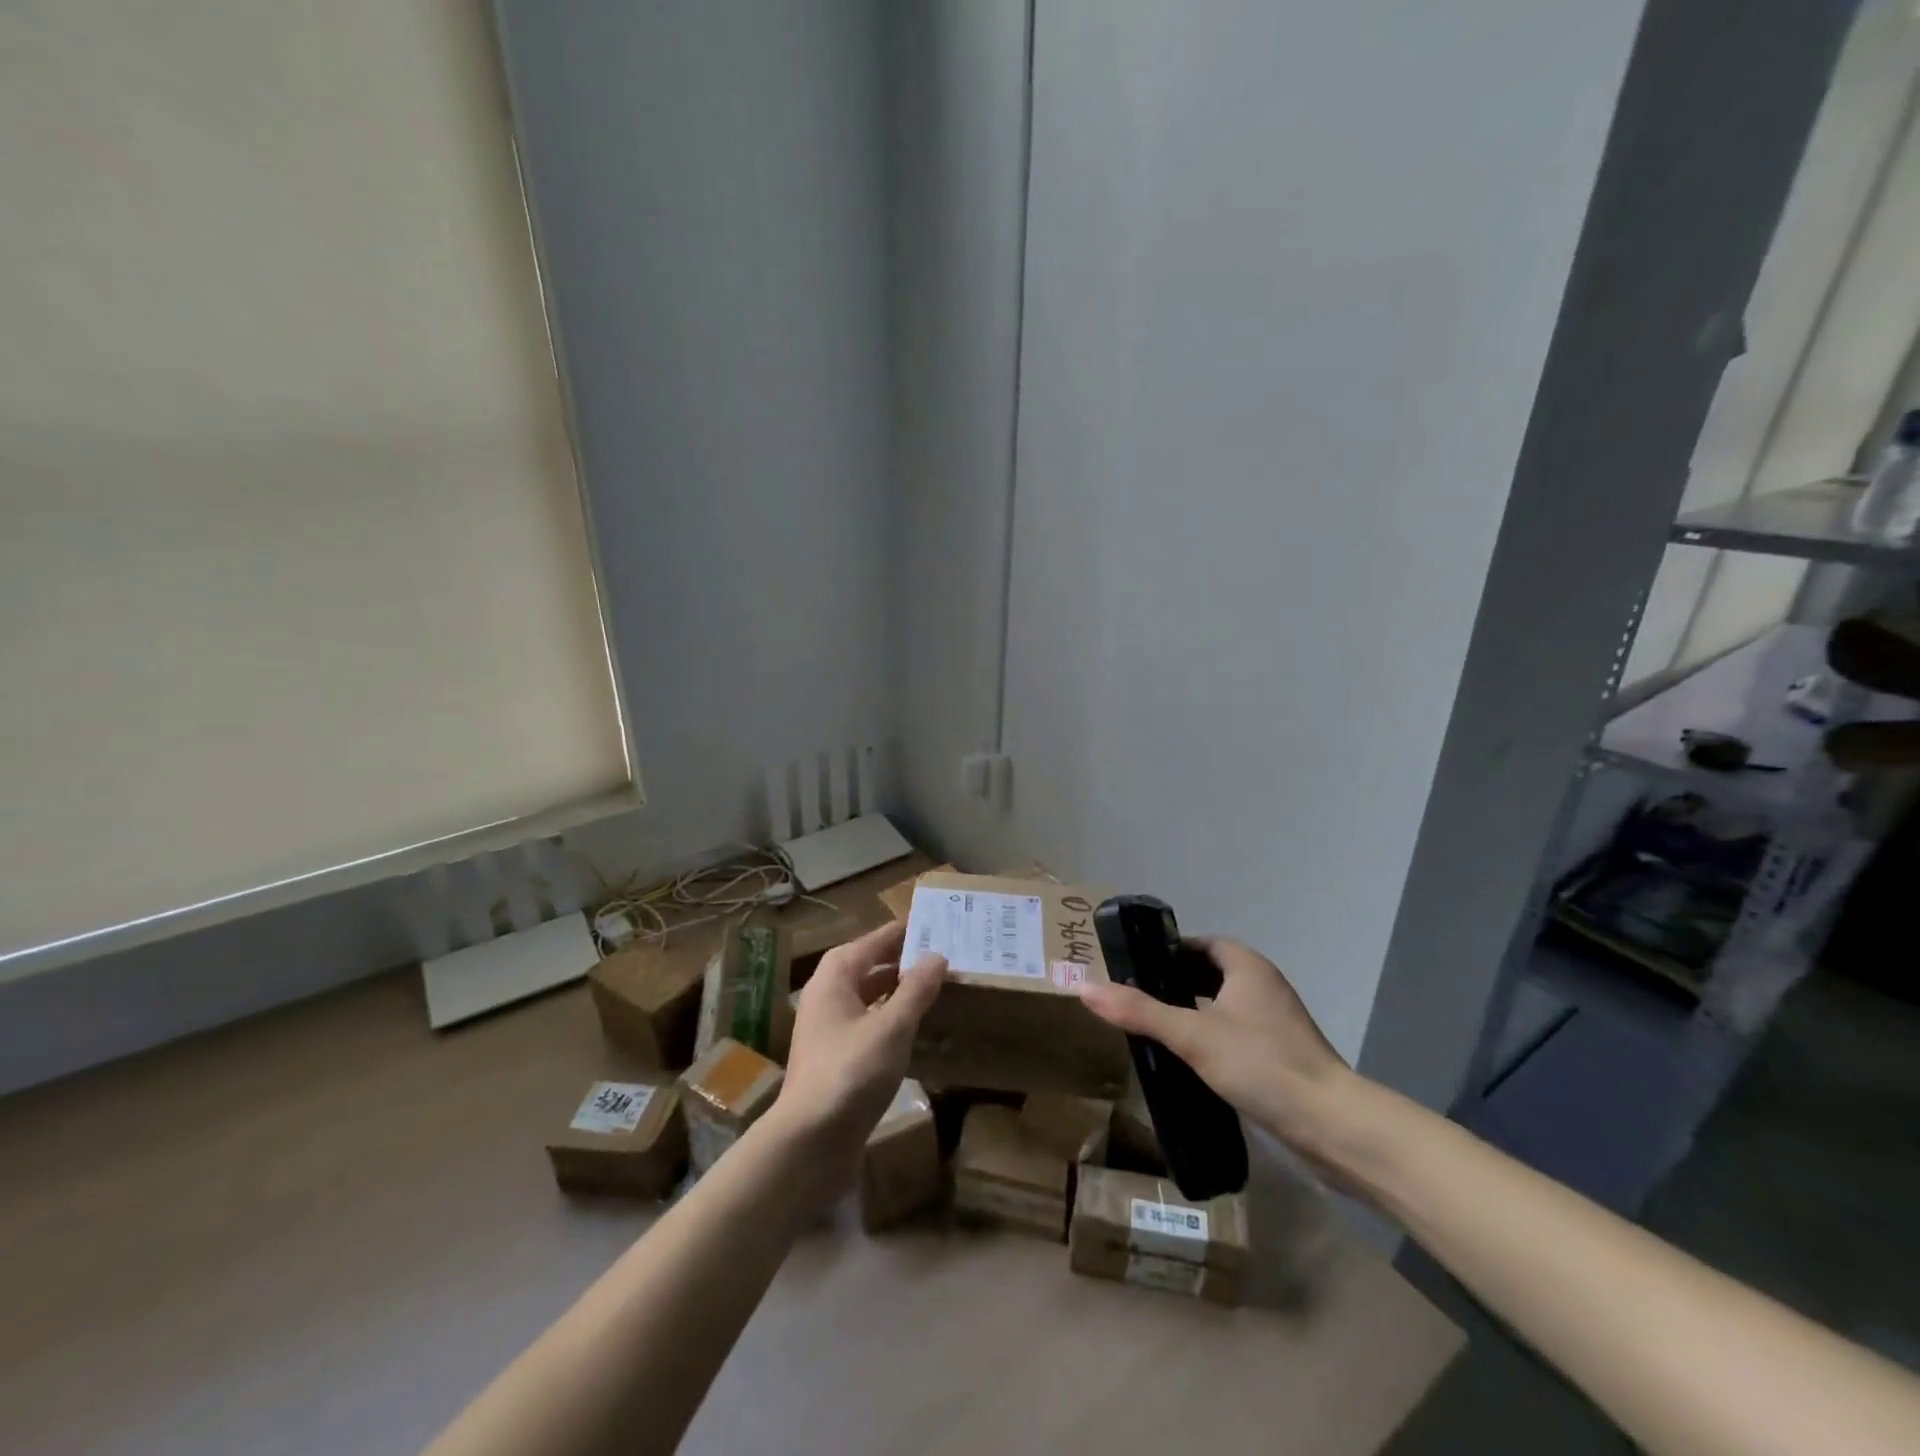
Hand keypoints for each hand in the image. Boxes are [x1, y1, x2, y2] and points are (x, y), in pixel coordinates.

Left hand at [770, 921, 946, 1187]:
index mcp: (835, 977)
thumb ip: (916, 990)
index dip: (903, 932)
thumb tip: (937, 955)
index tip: (935, 921)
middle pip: (871, 967)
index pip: (874, 941)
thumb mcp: (892, 1027)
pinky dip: (893, 1019)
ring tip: (939, 986)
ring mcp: (830, 1029)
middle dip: (905, 961)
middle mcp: (828, 996)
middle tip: (945, 953)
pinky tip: (920, 1028)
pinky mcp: (838, 1059)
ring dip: (900, 991)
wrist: (809, 1142)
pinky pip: (871, 1025)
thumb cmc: (850, 1072)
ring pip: (871, 998)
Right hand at [1078, 937, 1355, 1170]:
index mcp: (1247, 966)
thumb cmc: (1261, 1064)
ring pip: (1225, 1005)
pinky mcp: (1282, 1055)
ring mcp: (1277, 1022)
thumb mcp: (1192, 1035)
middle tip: (1138, 999)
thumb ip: (1139, 1011)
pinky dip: (1212, 1037)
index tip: (1136, 969)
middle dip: (1177, 982)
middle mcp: (1264, 985)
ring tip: (1157, 1029)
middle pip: (1212, 972)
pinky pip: (1237, 1033)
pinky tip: (1192, 1061)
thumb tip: (1085, 987)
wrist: (1332, 1125)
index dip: (1169, 952)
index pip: (1201, 944)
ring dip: (1195, 1011)